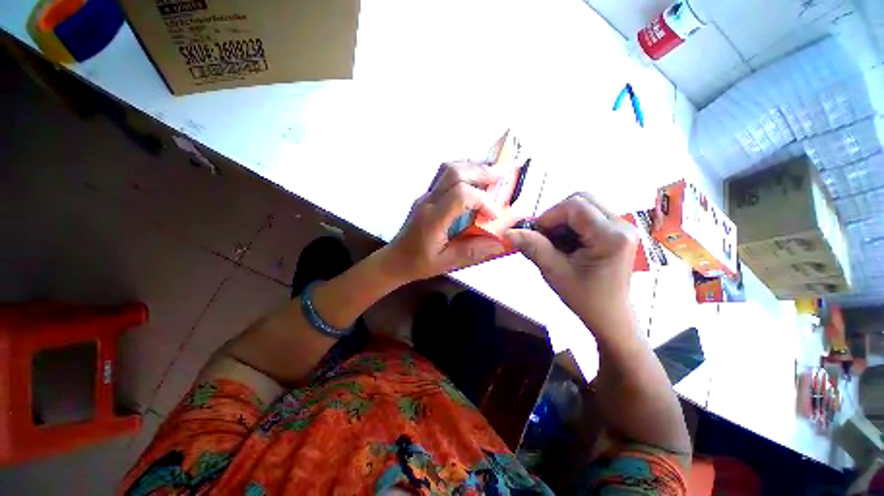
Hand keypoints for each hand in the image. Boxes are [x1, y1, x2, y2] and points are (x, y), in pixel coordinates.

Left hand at [381, 161, 507, 281]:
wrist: (395, 259)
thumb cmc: (418, 263)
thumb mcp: (446, 262)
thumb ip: (472, 251)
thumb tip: (500, 243)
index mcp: (432, 218)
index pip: (460, 195)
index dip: (483, 200)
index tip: (496, 215)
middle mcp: (428, 201)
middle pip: (454, 173)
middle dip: (481, 171)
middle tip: (503, 175)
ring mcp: (425, 196)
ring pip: (448, 169)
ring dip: (472, 167)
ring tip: (491, 174)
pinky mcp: (427, 196)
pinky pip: (445, 176)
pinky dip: (464, 172)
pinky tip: (475, 180)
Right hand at [504, 194, 637, 333]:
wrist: (609, 317)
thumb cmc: (585, 298)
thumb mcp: (554, 271)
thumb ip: (533, 247)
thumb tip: (508, 232)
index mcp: (611, 236)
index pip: (575, 206)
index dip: (549, 216)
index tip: (535, 234)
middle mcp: (621, 225)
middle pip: (581, 200)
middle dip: (556, 216)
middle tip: (544, 237)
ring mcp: (621, 227)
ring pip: (583, 206)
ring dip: (562, 222)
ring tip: (554, 244)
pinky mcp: (616, 232)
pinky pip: (588, 216)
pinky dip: (570, 226)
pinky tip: (565, 245)